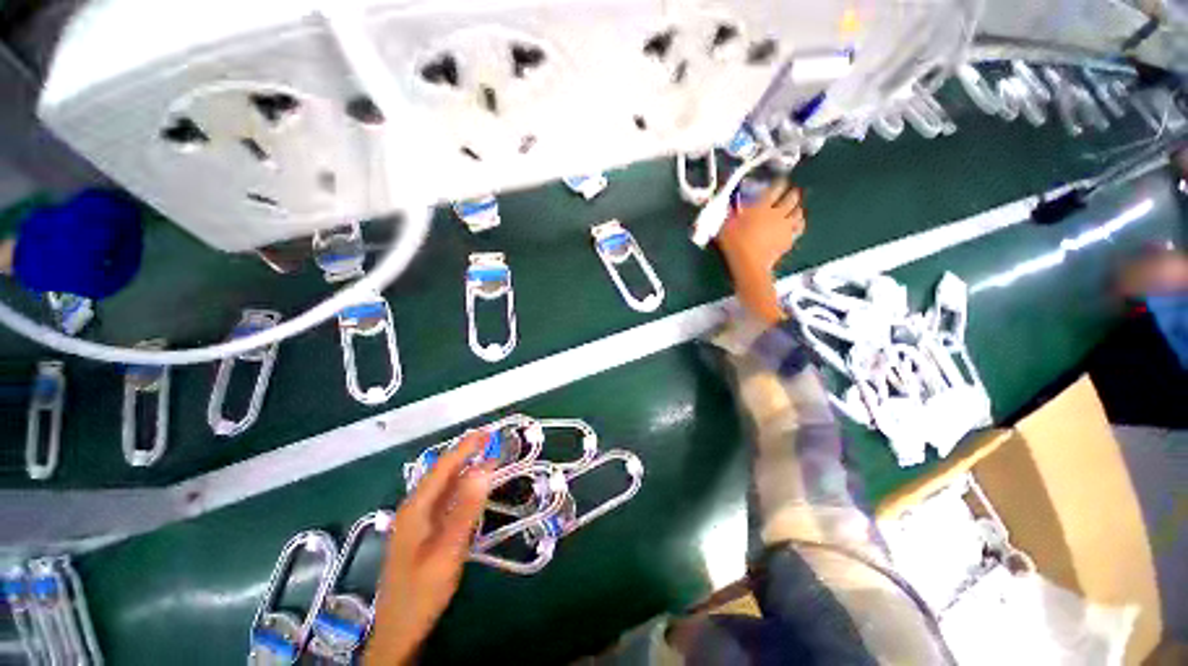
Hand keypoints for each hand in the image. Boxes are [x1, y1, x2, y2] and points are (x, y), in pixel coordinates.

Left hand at [365, 432, 493, 665]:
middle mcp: (414, 508)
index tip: (486, 432)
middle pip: (441, 473)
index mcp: (415, 508)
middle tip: (491, 441)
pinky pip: (444, 500)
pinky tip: (472, 488)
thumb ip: (465, 510)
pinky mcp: (423, 531)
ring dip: (465, 469)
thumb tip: (484, 470)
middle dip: (465, 454)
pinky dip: (461, 488)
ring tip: (487, 458)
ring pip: (443, 486)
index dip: (465, 448)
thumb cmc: (422, 591)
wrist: (399, 631)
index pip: (442, 468)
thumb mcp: (447, 551)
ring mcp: (417, 520)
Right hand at [717, 181, 805, 324]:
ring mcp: (785, 226)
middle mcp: (777, 212)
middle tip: (790, 192)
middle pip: (792, 197)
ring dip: (797, 208)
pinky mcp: (789, 239)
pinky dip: (799, 223)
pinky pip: (799, 227)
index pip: (776, 187)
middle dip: (792, 193)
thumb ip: (729, 213)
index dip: (779, 182)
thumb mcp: (725, 225)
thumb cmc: (735, 244)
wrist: (749, 264)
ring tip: (794, 208)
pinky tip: (795, 225)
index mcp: (762, 205)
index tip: (780, 181)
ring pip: (799, 211)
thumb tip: (728, 204)